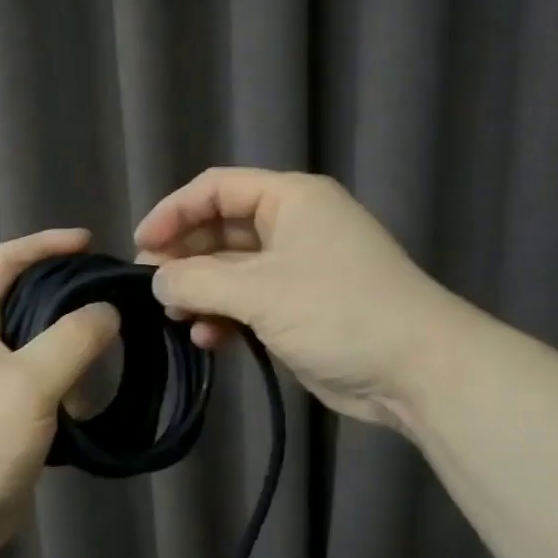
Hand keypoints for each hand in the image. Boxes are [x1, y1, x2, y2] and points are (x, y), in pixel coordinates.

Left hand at [0, 229, 120, 557]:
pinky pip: (39, 381)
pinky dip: (65, 384)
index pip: (4, 260)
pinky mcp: (0, 412)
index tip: (90, 243)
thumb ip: (73, 339)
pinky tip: (88, 402)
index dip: (45, 244)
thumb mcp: (29, 383)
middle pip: (25, 299)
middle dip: (67, 298)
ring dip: (69, 349)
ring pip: (36, 344)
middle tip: (112, 299)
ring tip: (106, 359)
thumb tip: (108, 311)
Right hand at [136, 168, 439, 428]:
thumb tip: (156, 280)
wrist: (416, 369)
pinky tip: (208, 339)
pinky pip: (248, 302)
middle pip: (221, 229)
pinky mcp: (299, 308)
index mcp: (290, 199)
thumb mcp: (259, 291)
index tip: (141, 244)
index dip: (174, 211)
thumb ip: (197, 281)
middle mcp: (293, 226)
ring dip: (201, 291)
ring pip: (231, 270)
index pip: (217, 188)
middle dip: (184, 256)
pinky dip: (224, 317)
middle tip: (149, 287)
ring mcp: (297, 269)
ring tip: (174, 316)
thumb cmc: (338, 311)